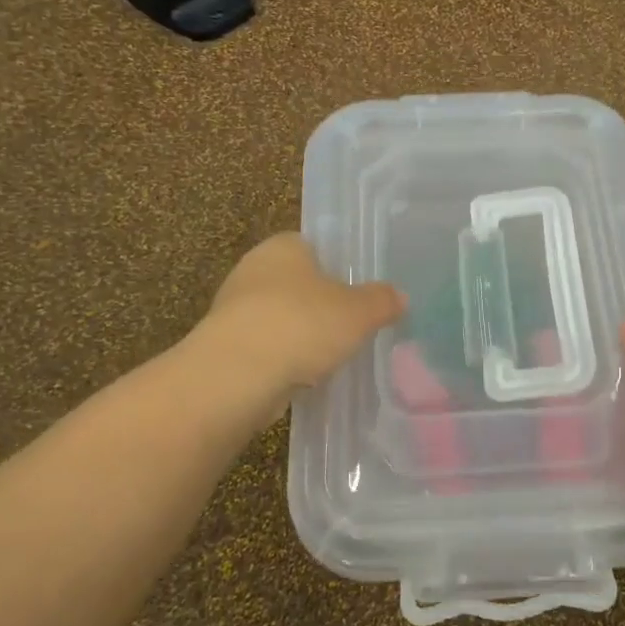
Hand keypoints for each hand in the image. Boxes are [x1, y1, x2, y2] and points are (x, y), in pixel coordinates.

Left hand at [200, 233, 404, 397]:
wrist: (238, 375)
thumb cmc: (302, 325)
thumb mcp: (359, 312)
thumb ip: (382, 301)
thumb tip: (399, 296)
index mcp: (283, 246)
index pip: (313, 247)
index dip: (337, 268)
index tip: (356, 293)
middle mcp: (253, 269)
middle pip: (296, 284)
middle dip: (319, 305)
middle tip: (349, 327)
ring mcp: (234, 308)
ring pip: (279, 318)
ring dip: (299, 336)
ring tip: (330, 358)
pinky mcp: (224, 346)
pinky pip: (264, 348)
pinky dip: (282, 361)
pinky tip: (302, 378)